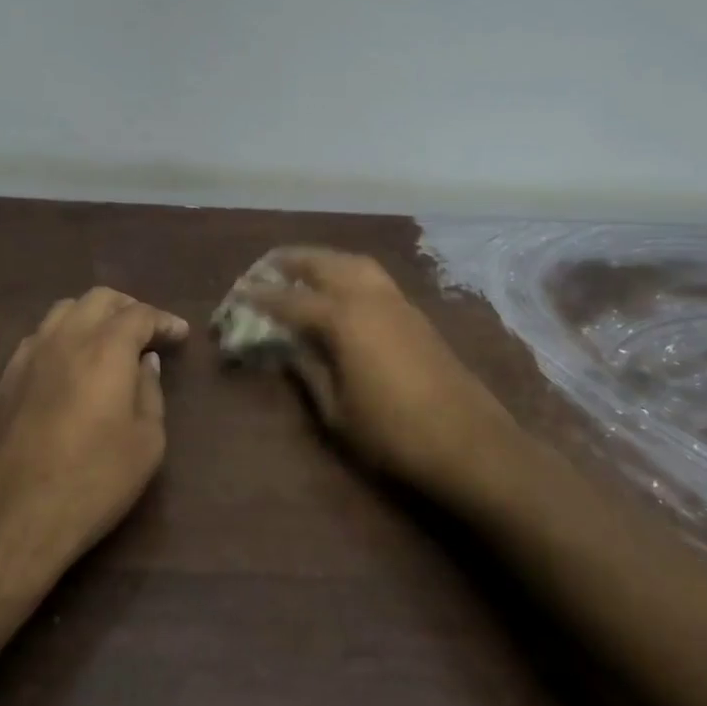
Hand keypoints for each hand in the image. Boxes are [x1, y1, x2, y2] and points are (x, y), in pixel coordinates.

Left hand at [0, 288, 189, 579]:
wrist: (10, 520)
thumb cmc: (92, 483)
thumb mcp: (146, 444)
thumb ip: (150, 393)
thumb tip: (145, 364)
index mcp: (105, 349)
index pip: (139, 314)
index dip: (164, 320)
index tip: (180, 334)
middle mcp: (65, 339)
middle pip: (99, 299)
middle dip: (129, 308)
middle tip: (148, 332)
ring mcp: (28, 356)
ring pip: (64, 311)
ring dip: (93, 317)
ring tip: (109, 342)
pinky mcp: (5, 378)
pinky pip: (40, 337)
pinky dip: (65, 336)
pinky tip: (72, 364)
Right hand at [237, 248, 516, 501]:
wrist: (470, 445)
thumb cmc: (393, 434)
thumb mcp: (336, 412)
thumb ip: (307, 371)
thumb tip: (287, 347)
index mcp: (343, 318)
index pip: (289, 300)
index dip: (259, 298)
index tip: (236, 295)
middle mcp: (369, 297)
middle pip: (323, 263)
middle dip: (291, 262)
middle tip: (265, 269)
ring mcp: (397, 302)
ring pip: (353, 262)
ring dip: (323, 260)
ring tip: (301, 272)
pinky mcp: (416, 314)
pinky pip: (373, 277)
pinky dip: (348, 272)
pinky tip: (341, 293)